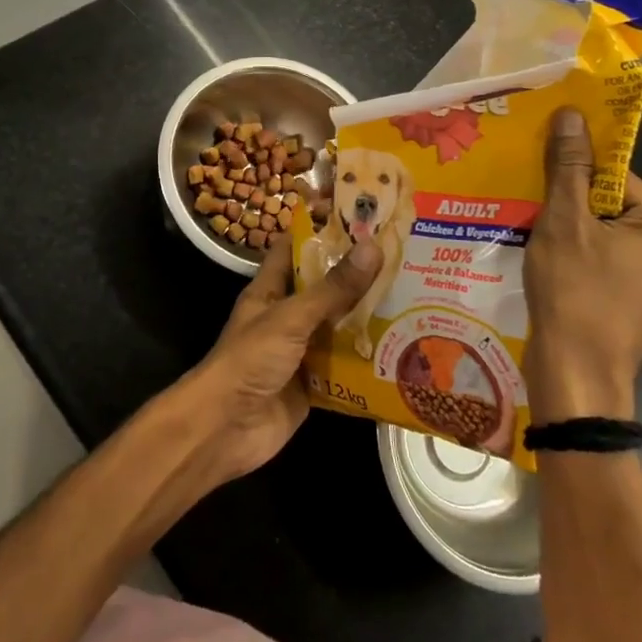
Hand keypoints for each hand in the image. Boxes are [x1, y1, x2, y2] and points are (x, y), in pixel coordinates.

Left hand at [175, 234, 382, 485]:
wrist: (225, 429)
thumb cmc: (250, 360)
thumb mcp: (291, 317)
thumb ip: (332, 289)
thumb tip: (373, 247)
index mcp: (271, 289)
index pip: (296, 246)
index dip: (321, 228)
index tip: (359, 213)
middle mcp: (287, 315)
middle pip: (325, 287)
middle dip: (359, 275)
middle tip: (404, 257)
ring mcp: (301, 351)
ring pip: (340, 326)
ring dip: (369, 318)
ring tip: (415, 298)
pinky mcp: (314, 384)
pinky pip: (345, 367)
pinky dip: (368, 361)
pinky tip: (404, 352)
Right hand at [524, 107, 641, 419]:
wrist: (576, 374)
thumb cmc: (574, 289)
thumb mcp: (564, 220)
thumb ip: (569, 165)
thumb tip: (573, 113)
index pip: (620, 181)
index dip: (577, 181)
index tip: (545, 189)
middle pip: (619, 212)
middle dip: (578, 212)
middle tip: (540, 218)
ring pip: (616, 244)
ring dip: (582, 240)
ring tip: (546, 249)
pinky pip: (617, 273)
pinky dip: (590, 269)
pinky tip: (562, 279)